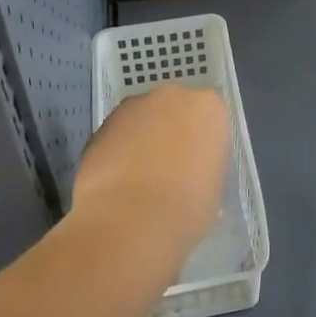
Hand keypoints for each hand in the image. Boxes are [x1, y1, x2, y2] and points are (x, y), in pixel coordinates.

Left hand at [70, 84, 228, 269]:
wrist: (129, 219)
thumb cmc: (186, 207)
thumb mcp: (214, 193)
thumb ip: (205, 173)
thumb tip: (194, 181)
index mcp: (209, 109)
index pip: (211, 118)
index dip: (204, 144)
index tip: (200, 168)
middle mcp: (172, 97)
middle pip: (175, 110)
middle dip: (172, 134)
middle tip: (171, 170)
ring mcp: (133, 107)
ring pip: (143, 120)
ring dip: (143, 141)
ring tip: (139, 181)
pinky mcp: (101, 125)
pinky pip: (118, 136)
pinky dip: (118, 152)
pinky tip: (117, 184)